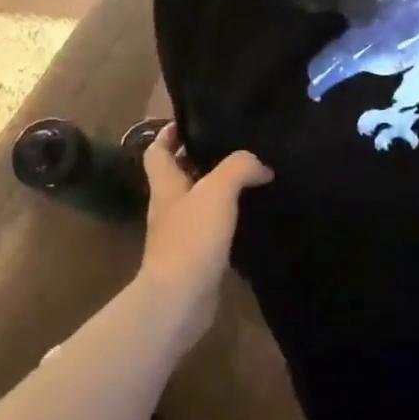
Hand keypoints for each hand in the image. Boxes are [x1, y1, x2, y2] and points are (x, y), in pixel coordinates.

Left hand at [134, 126, 271, 348]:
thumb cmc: (192, 237)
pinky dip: (227, 217)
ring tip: (250, 176)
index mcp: (165, 185)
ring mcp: (180, 233)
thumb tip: (262, 167)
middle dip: (200, 159)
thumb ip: (239, 167)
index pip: (157, 151)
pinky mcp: (195, 256)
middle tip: (233, 146)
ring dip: (217, 189)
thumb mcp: (218, 190)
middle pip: (179, 175)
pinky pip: (210, 227)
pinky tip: (251, 214)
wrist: (180, 298)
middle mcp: (169, 206)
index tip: (192, 121)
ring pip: (197, 201)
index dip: (169, 134)